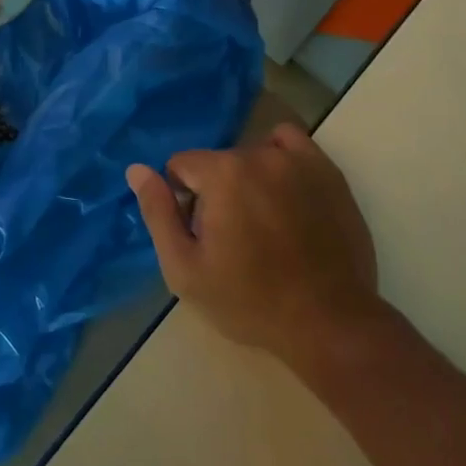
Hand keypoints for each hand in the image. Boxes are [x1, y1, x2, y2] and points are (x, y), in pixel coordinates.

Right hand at [128, 123, 386, 372]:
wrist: (329, 323)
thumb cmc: (249, 301)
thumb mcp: (185, 270)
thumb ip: (158, 213)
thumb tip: (136, 169)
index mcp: (221, 174)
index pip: (181, 165)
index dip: (183, 199)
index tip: (201, 234)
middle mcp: (257, 154)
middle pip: (217, 162)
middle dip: (215, 191)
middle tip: (233, 238)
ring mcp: (297, 160)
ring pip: (251, 154)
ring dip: (247, 178)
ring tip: (263, 222)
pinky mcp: (326, 171)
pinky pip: (290, 142)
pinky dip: (279, 157)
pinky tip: (283, 191)